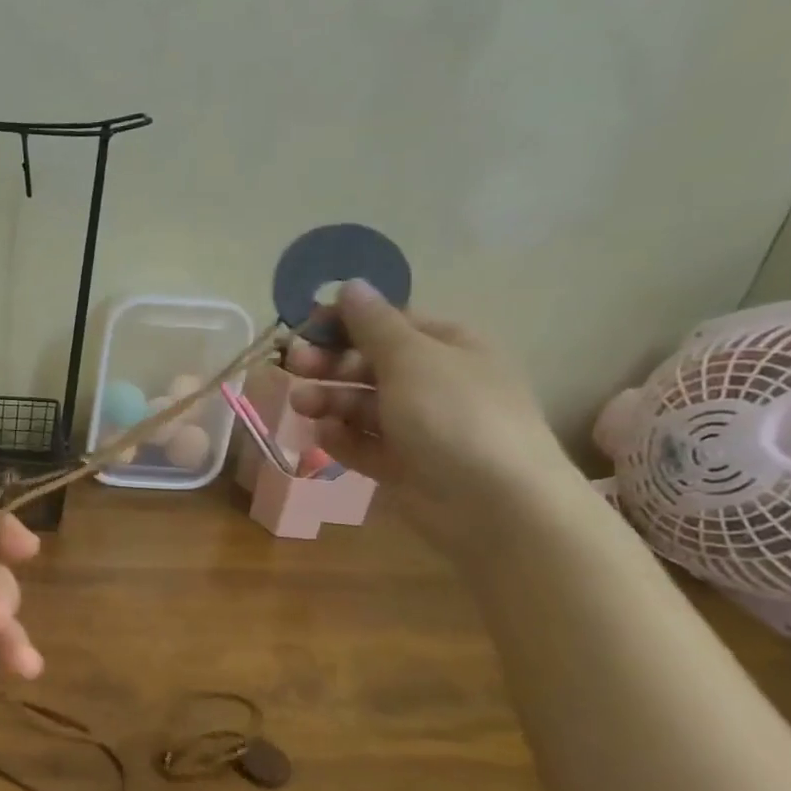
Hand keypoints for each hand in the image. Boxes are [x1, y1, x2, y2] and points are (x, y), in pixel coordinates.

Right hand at [285, 280, 580, 553]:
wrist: (496, 505)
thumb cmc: (455, 416)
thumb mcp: (411, 358)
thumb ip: (373, 324)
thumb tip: (350, 285)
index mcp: (447, 346)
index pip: (388, 323)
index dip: (345, 322)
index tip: (305, 328)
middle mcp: (433, 382)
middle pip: (369, 364)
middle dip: (330, 363)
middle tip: (294, 365)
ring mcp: (418, 427)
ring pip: (361, 405)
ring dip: (328, 400)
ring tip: (301, 406)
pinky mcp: (403, 465)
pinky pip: (363, 444)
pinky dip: (341, 439)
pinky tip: (322, 437)